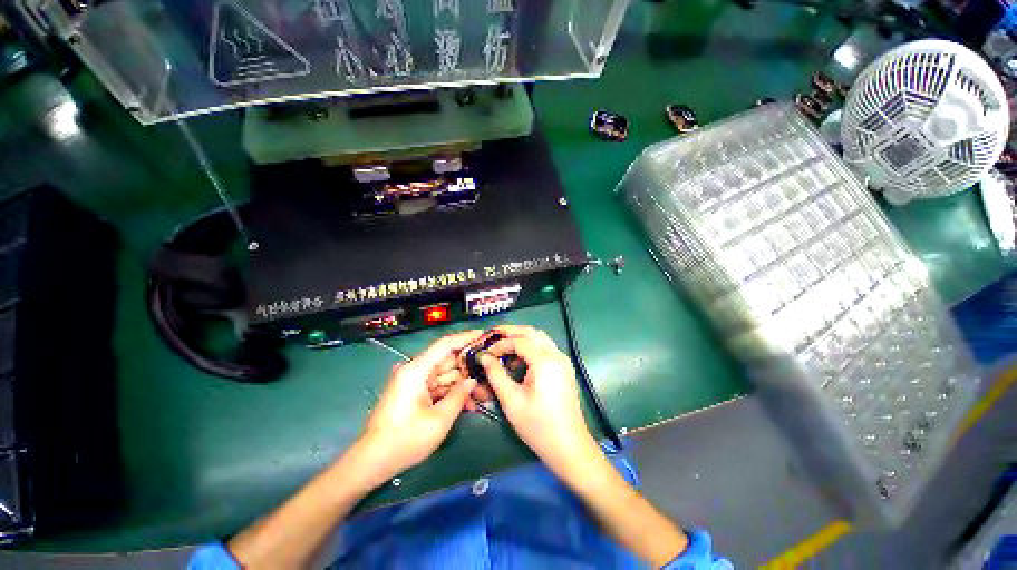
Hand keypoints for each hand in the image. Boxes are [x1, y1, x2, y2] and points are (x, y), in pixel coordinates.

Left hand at [358, 330, 484, 480]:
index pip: (445, 344)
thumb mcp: (439, 420)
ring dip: (463, 384)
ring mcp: (414, 382)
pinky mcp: (414, 393)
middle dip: (469, 368)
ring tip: (484, 394)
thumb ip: (459, 396)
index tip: (485, 335)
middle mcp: (415, 370)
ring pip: (445, 375)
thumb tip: (472, 381)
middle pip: (447, 361)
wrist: (372, 462)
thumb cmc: (405, 441)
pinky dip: (452, 393)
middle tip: (491, 372)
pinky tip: (468, 404)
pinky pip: (438, 387)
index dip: (466, 337)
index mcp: (417, 370)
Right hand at [478, 325, 598, 472]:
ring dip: (521, 340)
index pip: (519, 341)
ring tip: (503, 351)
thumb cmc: (538, 425)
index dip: (500, 344)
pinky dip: (531, 349)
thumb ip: (496, 374)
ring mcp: (563, 361)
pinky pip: (545, 349)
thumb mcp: (511, 400)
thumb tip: (483, 357)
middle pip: (532, 332)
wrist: (569, 447)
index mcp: (545, 360)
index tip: (485, 353)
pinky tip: (519, 362)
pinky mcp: (564, 369)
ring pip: (540, 339)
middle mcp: (556, 355)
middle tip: (493, 337)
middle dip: (511, 332)